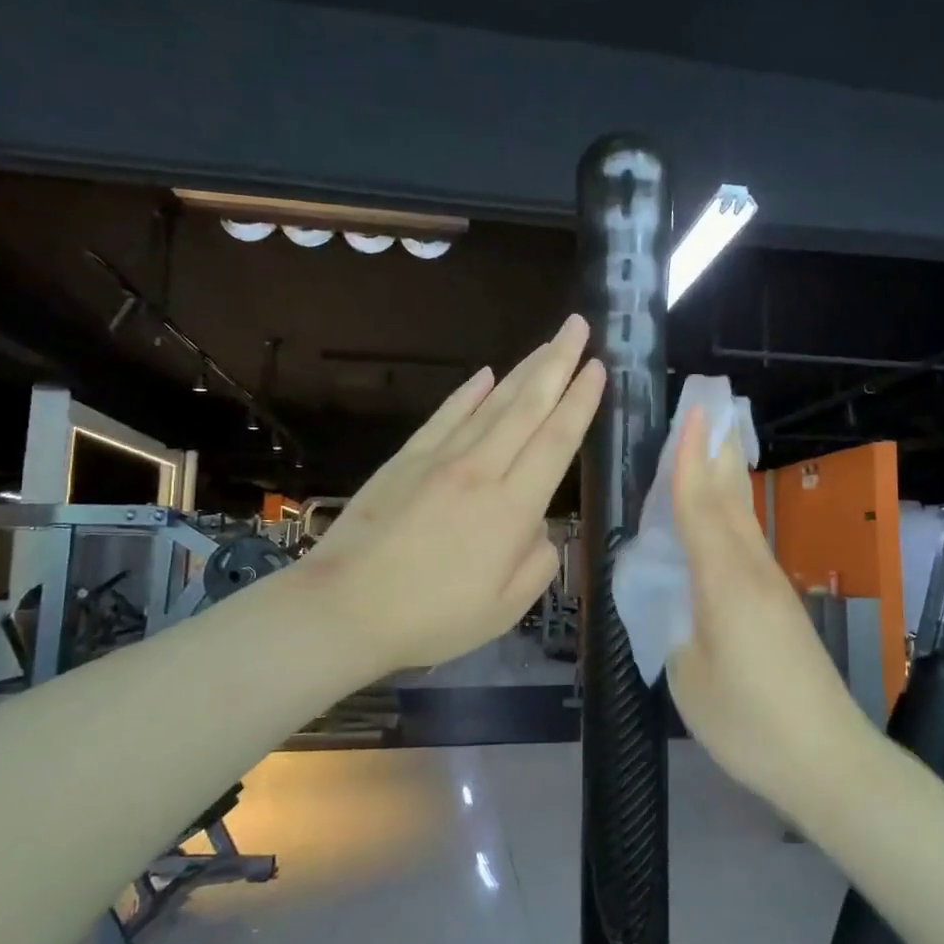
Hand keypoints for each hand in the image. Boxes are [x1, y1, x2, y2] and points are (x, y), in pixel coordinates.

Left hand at [298, 315, 605, 677]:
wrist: (345, 609)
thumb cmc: (432, 617)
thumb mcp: (505, 608)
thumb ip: (537, 562)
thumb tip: (540, 527)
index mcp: (512, 509)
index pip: (556, 441)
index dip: (580, 402)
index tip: (598, 367)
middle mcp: (481, 471)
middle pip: (528, 407)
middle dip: (558, 363)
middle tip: (579, 326)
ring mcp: (440, 459)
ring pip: (492, 404)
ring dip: (524, 369)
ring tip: (548, 342)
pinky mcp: (406, 459)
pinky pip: (446, 416)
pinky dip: (469, 392)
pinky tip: (487, 374)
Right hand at [665, 411, 870, 809]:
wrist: (828, 760)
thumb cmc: (748, 722)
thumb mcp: (688, 675)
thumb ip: (674, 626)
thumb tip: (673, 599)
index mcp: (724, 582)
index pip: (700, 507)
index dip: (690, 461)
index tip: (691, 415)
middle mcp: (752, 571)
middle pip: (730, 501)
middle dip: (716, 455)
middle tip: (708, 411)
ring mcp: (773, 588)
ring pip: (745, 520)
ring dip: (728, 480)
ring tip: (717, 448)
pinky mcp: (783, 607)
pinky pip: (750, 545)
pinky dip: (734, 516)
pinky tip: (727, 520)